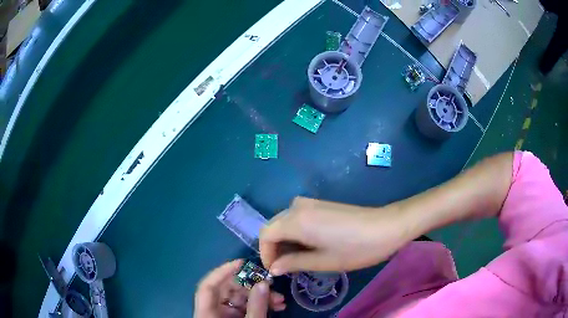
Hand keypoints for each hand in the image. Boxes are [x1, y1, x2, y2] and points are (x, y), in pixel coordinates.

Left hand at [194, 260, 285, 317]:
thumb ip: (256, 307)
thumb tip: (263, 283)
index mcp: (207, 314)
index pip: (208, 287)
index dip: (222, 272)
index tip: (242, 263)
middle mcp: (212, 312)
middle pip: (227, 291)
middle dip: (251, 287)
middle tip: (271, 284)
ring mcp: (223, 316)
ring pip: (239, 299)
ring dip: (260, 296)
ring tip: (280, 300)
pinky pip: (245, 308)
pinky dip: (259, 305)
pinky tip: (277, 306)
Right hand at [260, 197, 410, 274]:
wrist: (387, 226)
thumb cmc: (355, 248)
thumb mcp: (322, 261)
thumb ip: (293, 263)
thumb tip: (274, 268)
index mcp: (296, 220)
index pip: (265, 235)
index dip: (265, 254)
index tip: (275, 271)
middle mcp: (298, 206)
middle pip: (273, 226)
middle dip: (274, 248)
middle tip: (286, 268)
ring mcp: (311, 203)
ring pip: (285, 222)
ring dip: (286, 240)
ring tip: (298, 259)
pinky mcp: (321, 204)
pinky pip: (298, 217)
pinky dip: (296, 232)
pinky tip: (309, 245)